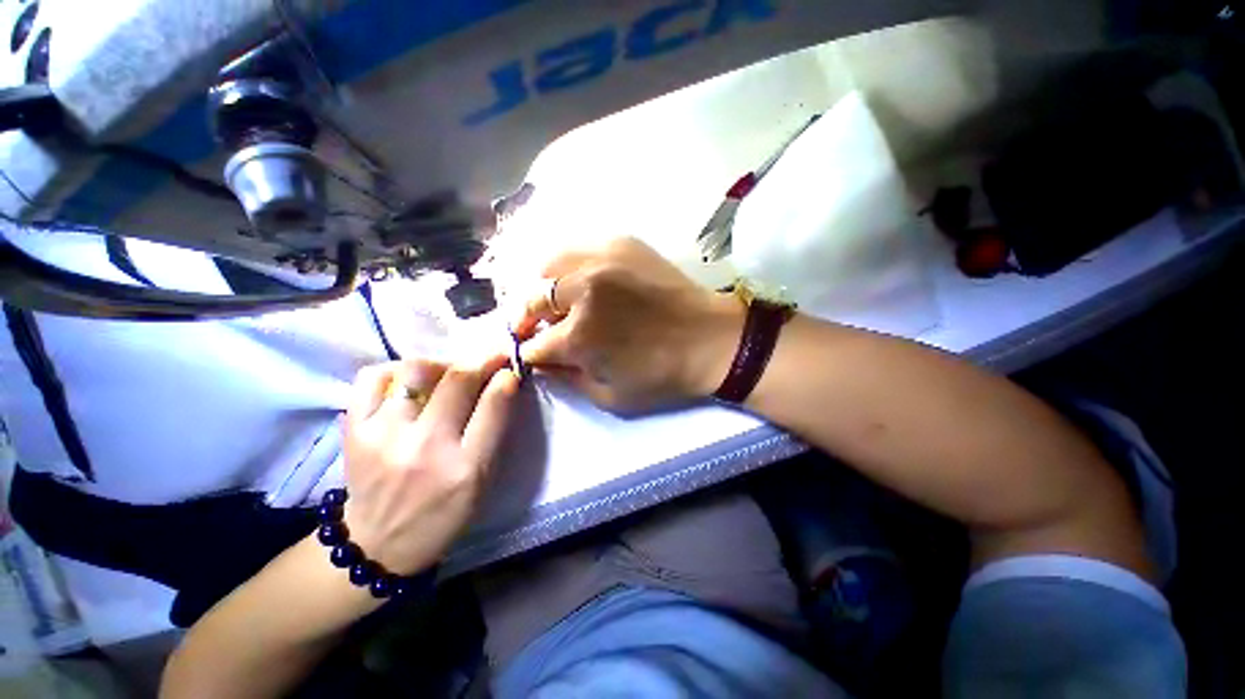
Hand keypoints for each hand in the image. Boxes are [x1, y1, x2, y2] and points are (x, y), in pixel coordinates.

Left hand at [341, 357, 517, 575]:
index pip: (493, 405)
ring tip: (447, 374)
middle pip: (458, 380)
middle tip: (489, 358)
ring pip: (417, 370)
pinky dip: (395, 370)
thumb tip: (502, 384)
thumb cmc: (443, 513)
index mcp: (467, 468)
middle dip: (481, 360)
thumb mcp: (483, 481)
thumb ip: (494, 432)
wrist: (377, 544)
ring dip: (441, 364)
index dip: (505, 378)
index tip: (509, 369)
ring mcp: (384, 437)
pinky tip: (407, 382)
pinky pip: (373, 377)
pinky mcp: (354, 431)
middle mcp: (425, 448)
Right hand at [514, 238, 743, 412]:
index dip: (528, 353)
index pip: (532, 344)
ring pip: (548, 267)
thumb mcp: (610, 396)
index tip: (532, 354)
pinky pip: (578, 248)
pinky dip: (568, 266)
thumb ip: (568, 379)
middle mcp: (581, 292)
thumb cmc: (663, 375)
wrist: (711, 339)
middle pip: (531, 299)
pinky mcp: (620, 244)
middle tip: (533, 327)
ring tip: (553, 300)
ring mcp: (600, 261)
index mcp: (578, 336)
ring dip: (543, 288)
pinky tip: (579, 279)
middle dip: (524, 318)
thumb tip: (542, 362)